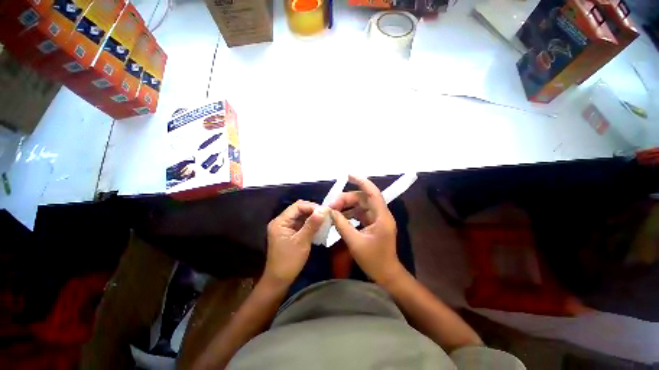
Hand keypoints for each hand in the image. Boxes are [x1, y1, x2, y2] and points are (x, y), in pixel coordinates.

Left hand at [265, 200, 326, 285]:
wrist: (279, 281)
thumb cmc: (289, 261)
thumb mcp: (302, 241)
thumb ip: (312, 224)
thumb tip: (324, 209)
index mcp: (280, 221)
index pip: (297, 206)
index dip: (312, 206)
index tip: (325, 211)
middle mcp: (281, 221)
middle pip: (299, 209)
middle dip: (313, 211)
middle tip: (326, 215)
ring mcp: (285, 227)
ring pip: (301, 216)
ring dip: (312, 217)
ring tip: (325, 219)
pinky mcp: (289, 233)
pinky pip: (301, 224)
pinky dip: (310, 224)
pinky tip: (319, 226)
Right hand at [329, 175, 403, 285]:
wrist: (387, 275)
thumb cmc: (374, 260)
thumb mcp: (355, 242)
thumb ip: (342, 225)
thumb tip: (330, 212)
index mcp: (381, 217)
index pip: (372, 193)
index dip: (361, 181)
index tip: (348, 175)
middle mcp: (381, 215)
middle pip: (363, 199)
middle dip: (347, 199)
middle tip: (331, 205)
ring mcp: (377, 219)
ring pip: (361, 206)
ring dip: (347, 206)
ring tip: (333, 211)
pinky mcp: (373, 224)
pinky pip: (360, 214)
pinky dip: (350, 214)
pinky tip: (340, 217)